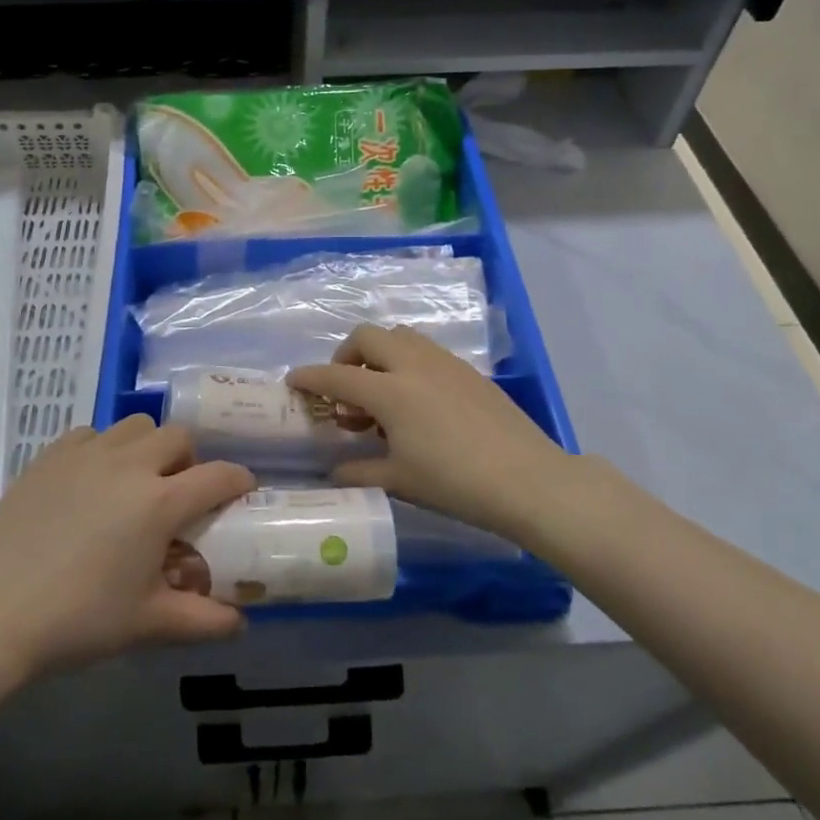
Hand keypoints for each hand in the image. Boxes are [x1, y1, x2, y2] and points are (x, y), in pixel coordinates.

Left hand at [0, 417, 254, 679]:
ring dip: (148, 446)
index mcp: (159, 502)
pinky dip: (104, 448)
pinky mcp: (51, 456)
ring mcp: (87, 453)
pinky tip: (92, 480)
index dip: (238, 480)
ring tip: (137, 482)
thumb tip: (240, 624)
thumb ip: (201, 620)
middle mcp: (129, 464)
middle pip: (178, 436)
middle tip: (181, 492)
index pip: (217, 476)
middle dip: (191, 458)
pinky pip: (91, 434)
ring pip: (135, 426)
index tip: (243, 490)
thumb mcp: (147, 623)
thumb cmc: (78, 620)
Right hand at [289, 324, 570, 538]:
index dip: (310, 377)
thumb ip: (359, 470)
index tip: (293, 381)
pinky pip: (424, 350)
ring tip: (380, 393)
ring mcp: (443, 362)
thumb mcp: (399, 480)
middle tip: (344, 389)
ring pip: (398, 336)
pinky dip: (405, 361)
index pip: (336, 376)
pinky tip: (415, 400)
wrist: (526, 478)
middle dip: (345, 356)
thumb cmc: (455, 482)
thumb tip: (334, 469)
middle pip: (367, 337)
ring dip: (378, 354)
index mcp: (389, 391)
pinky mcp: (467, 369)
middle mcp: (412, 364)